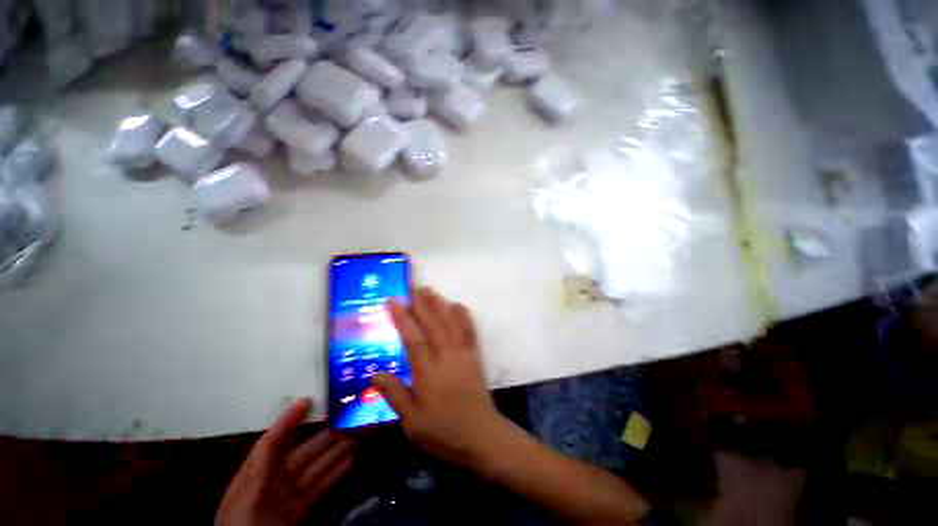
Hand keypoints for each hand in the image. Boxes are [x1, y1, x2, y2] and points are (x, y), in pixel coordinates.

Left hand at [215, 398, 353, 525]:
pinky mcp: (297, 511)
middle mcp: (271, 482)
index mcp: (254, 475)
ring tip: (357, 434)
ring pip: (316, 468)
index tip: (308, 400)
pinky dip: (334, 474)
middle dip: (328, 435)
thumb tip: (277, 432)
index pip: (273, 441)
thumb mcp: (246, 495)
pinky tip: (349, 461)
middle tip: (350, 418)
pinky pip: (318, 488)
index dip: (289, 420)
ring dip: (337, 451)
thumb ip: (263, 461)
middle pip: (303, 452)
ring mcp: (286, 497)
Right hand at [374, 287, 506, 468]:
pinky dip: (464, 316)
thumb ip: (395, 395)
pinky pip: (469, 331)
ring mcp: (462, 354)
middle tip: (413, 288)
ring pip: (450, 324)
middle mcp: (446, 357)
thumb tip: (375, 374)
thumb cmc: (444, 431)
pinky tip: (458, 306)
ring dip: (440, 305)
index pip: (413, 339)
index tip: (394, 301)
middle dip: (422, 304)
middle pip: (433, 325)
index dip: (403, 318)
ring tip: (431, 291)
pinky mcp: (474, 356)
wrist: (481, 436)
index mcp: (428, 373)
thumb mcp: (412, 422)